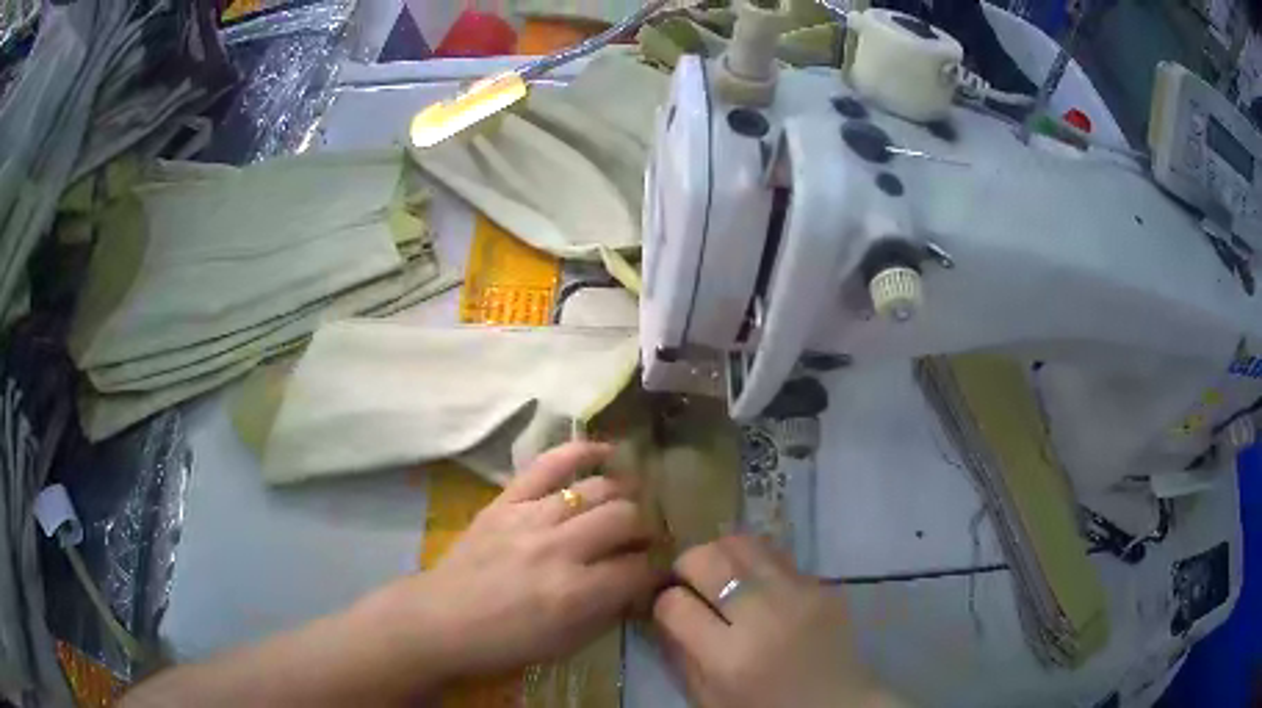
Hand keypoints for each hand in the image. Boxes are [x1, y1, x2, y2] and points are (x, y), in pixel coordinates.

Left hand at [376, 442, 662, 681]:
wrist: (440, 620)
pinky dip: (581, 452)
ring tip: (629, 505)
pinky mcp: (507, 500)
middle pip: (627, 518)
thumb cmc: (504, 642)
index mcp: (576, 593)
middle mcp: (559, 548)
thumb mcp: (567, 644)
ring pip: (598, 489)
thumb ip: (609, 611)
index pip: (641, 568)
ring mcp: (531, 518)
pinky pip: (549, 464)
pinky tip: (605, 453)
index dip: (659, 569)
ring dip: (624, 496)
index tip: (660, 570)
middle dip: (648, 529)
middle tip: (646, 539)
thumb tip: (640, 583)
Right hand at [653, 536, 901, 707]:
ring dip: (722, 555)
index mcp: (729, 657)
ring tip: (723, 575)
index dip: (665, 603)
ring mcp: (799, 594)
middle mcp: (764, 616)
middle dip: (687, 564)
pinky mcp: (823, 584)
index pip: (675, 604)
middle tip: (690, 581)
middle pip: (707, 558)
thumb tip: (665, 609)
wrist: (837, 706)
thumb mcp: (708, 697)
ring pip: (743, 542)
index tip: (671, 609)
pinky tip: (761, 587)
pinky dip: (758, 566)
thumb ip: (681, 654)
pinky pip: (778, 556)